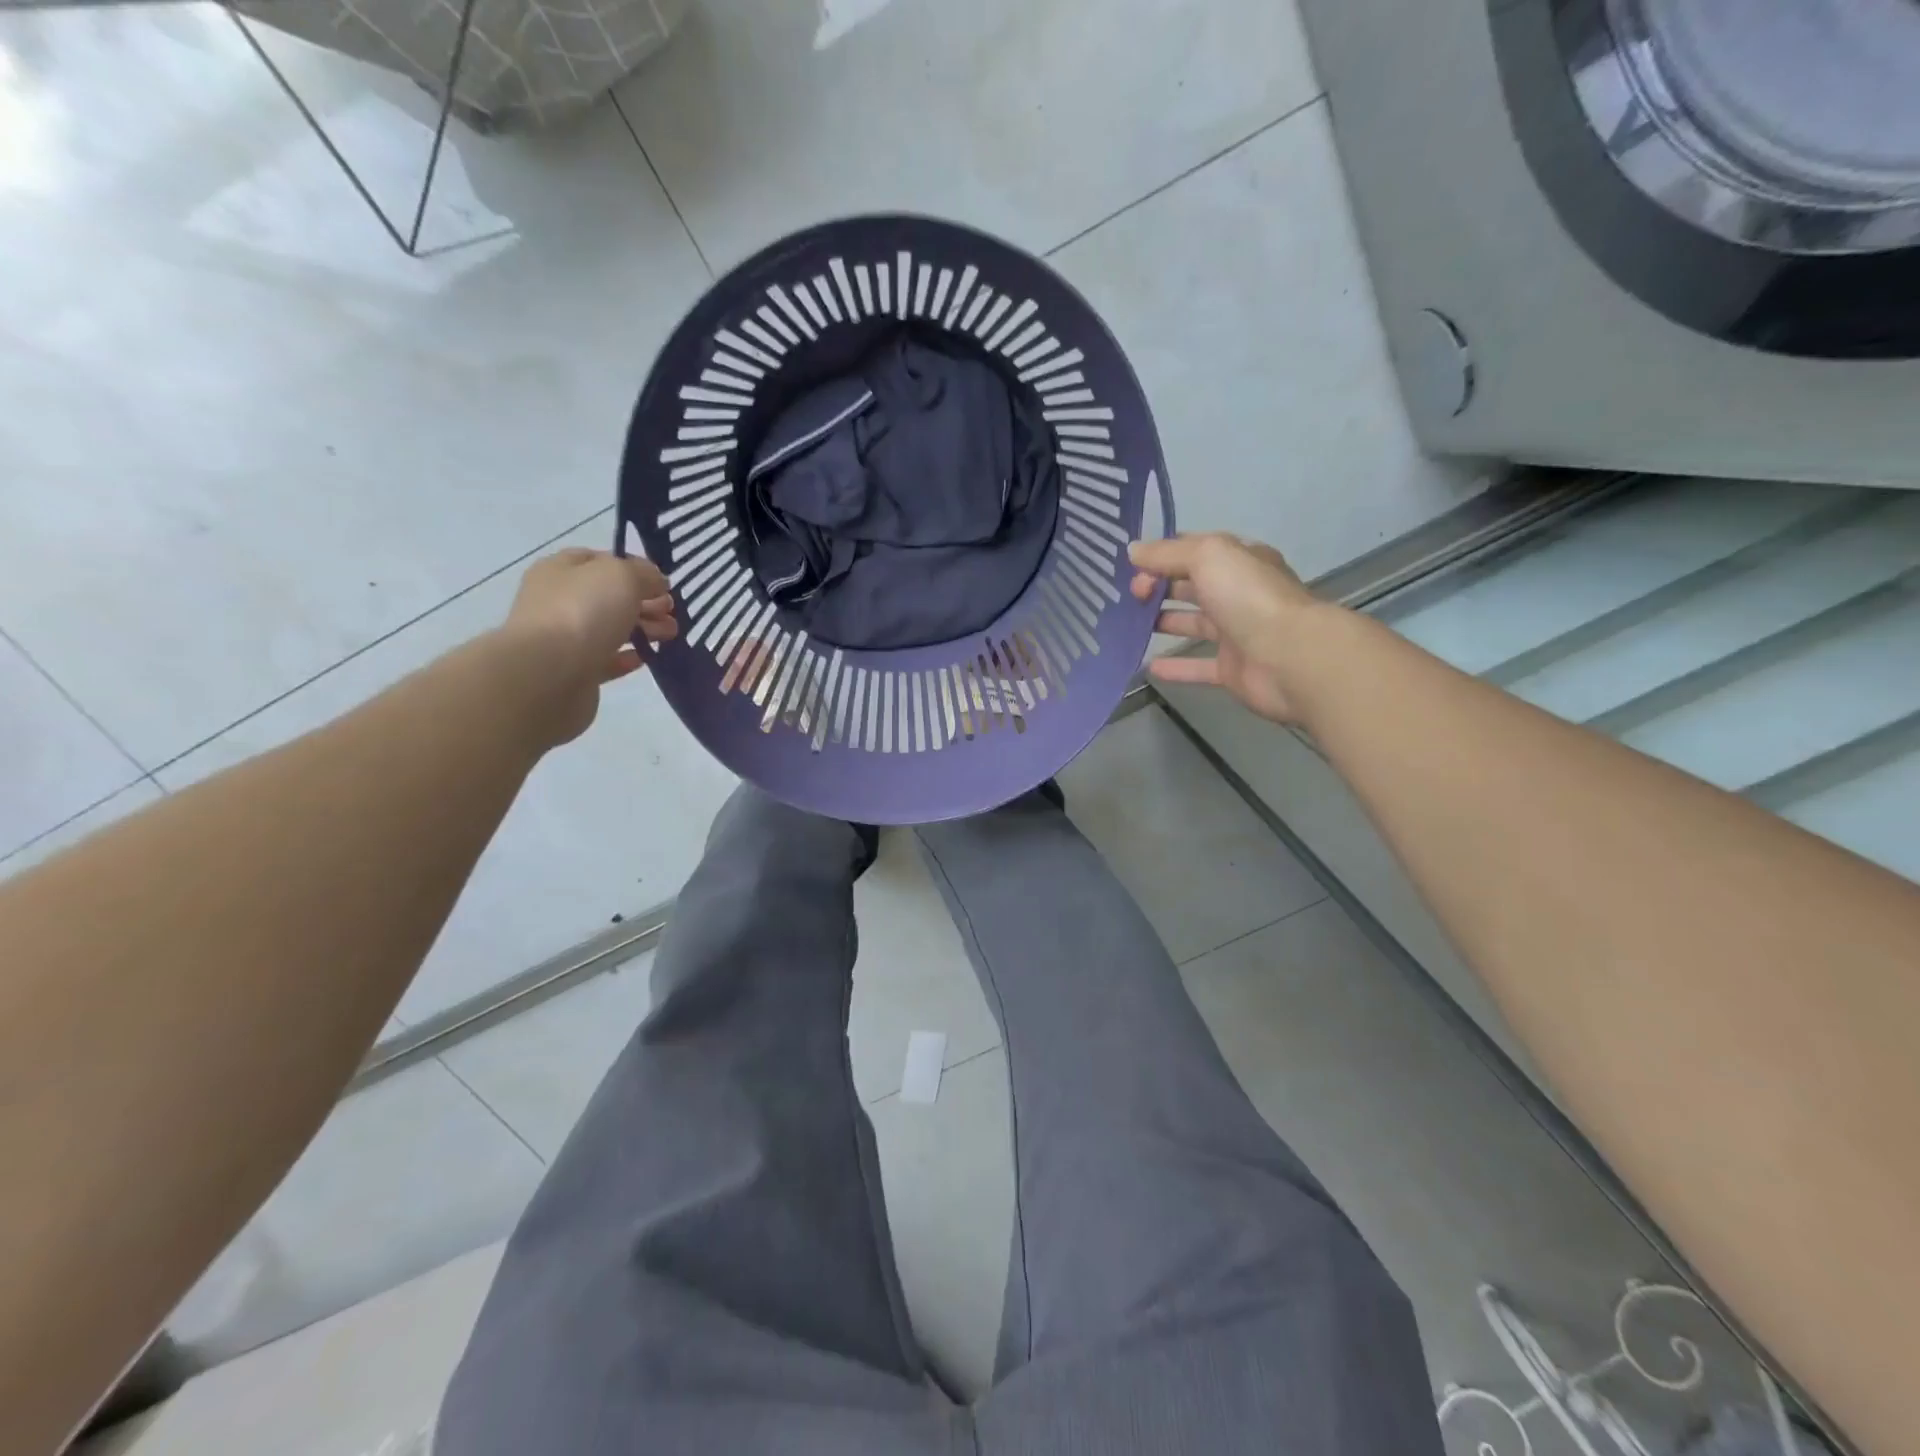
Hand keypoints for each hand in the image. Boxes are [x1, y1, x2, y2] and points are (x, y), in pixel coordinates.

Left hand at [498, 548, 676, 745]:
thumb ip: (644, 574)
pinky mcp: (573, 672)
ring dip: (642, 629)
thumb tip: (656, 582)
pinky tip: (645, 657)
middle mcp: (558, 600)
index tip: (663, 583)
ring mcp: (563, 638)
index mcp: (561, 570)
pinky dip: (626, 657)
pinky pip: (605, 659)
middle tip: (672, 611)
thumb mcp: (622, 576)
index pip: (600, 560)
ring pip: (610, 628)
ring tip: (670, 635)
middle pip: (608, 596)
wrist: (549, 675)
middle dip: (644, 601)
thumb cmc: (583, 612)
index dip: (634, 567)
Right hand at [1128, 533, 1317, 724]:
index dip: (1162, 555)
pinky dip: (1175, 666)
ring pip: (1194, 623)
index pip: (1194, 550)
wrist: (1290, 656)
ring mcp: (1237, 632)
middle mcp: (1239, 593)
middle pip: (1192, 585)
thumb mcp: (1207, 556)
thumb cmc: (1248, 597)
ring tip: (1128, 625)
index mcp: (1239, 561)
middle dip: (1159, 586)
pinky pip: (1198, 666)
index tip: (1130, 566)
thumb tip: (1132, 550)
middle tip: (1127, 596)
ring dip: (1163, 622)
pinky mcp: (1232, 669)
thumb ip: (1167, 553)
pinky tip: (1147, 667)